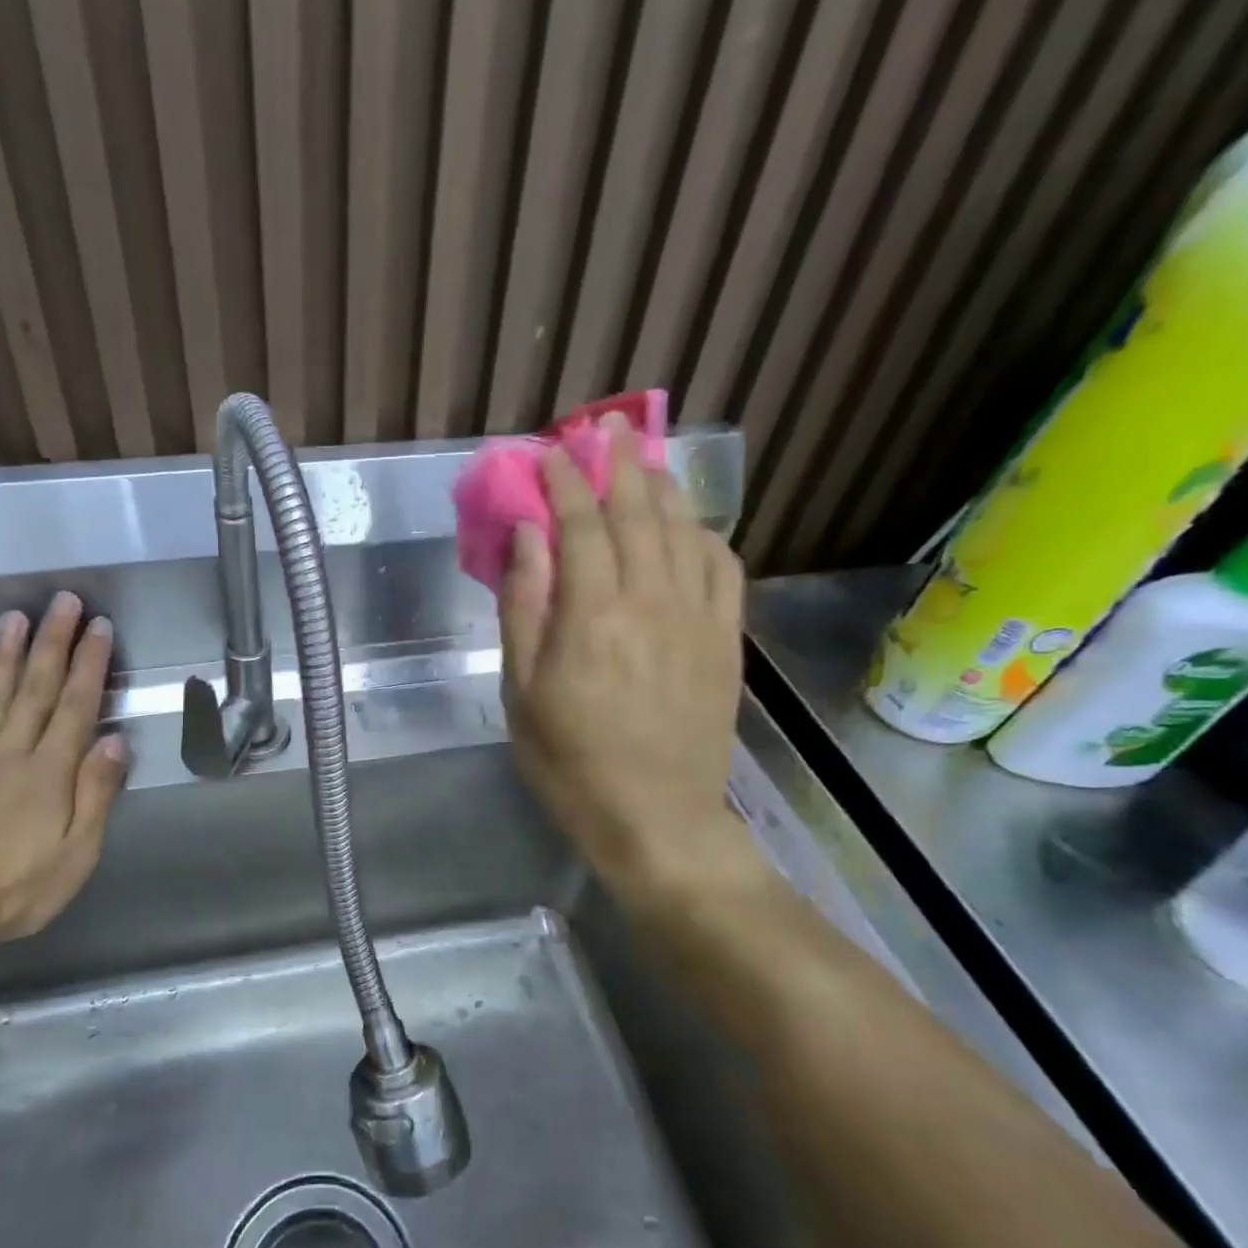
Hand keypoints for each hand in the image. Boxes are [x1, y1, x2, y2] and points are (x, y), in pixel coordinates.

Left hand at [0, 595, 127, 945]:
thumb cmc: (15, 889)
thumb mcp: (77, 854)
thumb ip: (96, 795)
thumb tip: (116, 743)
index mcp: (50, 772)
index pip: (76, 706)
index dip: (89, 664)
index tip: (99, 627)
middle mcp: (10, 752)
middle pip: (36, 688)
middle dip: (53, 642)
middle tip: (63, 601)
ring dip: (8, 653)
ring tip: (16, 616)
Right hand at [498, 421, 763, 902]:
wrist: (655, 818)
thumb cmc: (570, 762)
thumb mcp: (521, 692)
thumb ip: (523, 608)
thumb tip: (527, 535)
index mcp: (593, 615)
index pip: (581, 525)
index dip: (565, 482)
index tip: (550, 453)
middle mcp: (651, 601)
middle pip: (639, 513)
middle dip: (619, 464)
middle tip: (606, 429)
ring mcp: (698, 618)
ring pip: (685, 530)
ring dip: (663, 487)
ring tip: (646, 460)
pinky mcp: (726, 641)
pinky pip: (725, 568)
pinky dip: (707, 534)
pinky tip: (692, 525)